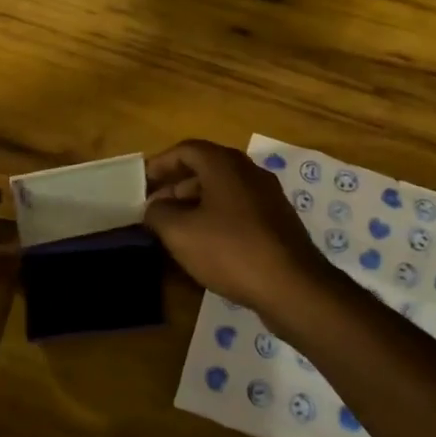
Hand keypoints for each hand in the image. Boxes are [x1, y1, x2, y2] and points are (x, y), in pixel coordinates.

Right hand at [143, 140, 337, 321]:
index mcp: (224, 164)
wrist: (293, 286)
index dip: (160, 164)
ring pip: (223, 190)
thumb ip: (158, 214)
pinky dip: (217, 217)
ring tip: (175, 228)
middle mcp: (248, 171)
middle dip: (176, 186)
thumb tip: (154, 207)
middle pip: (205, 168)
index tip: (142, 183)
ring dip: (196, 203)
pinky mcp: (277, 221)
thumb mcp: (180, 233)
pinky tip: (206, 244)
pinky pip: (239, 208)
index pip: (185, 150)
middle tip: (154, 208)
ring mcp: (267, 195)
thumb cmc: (231, 250)